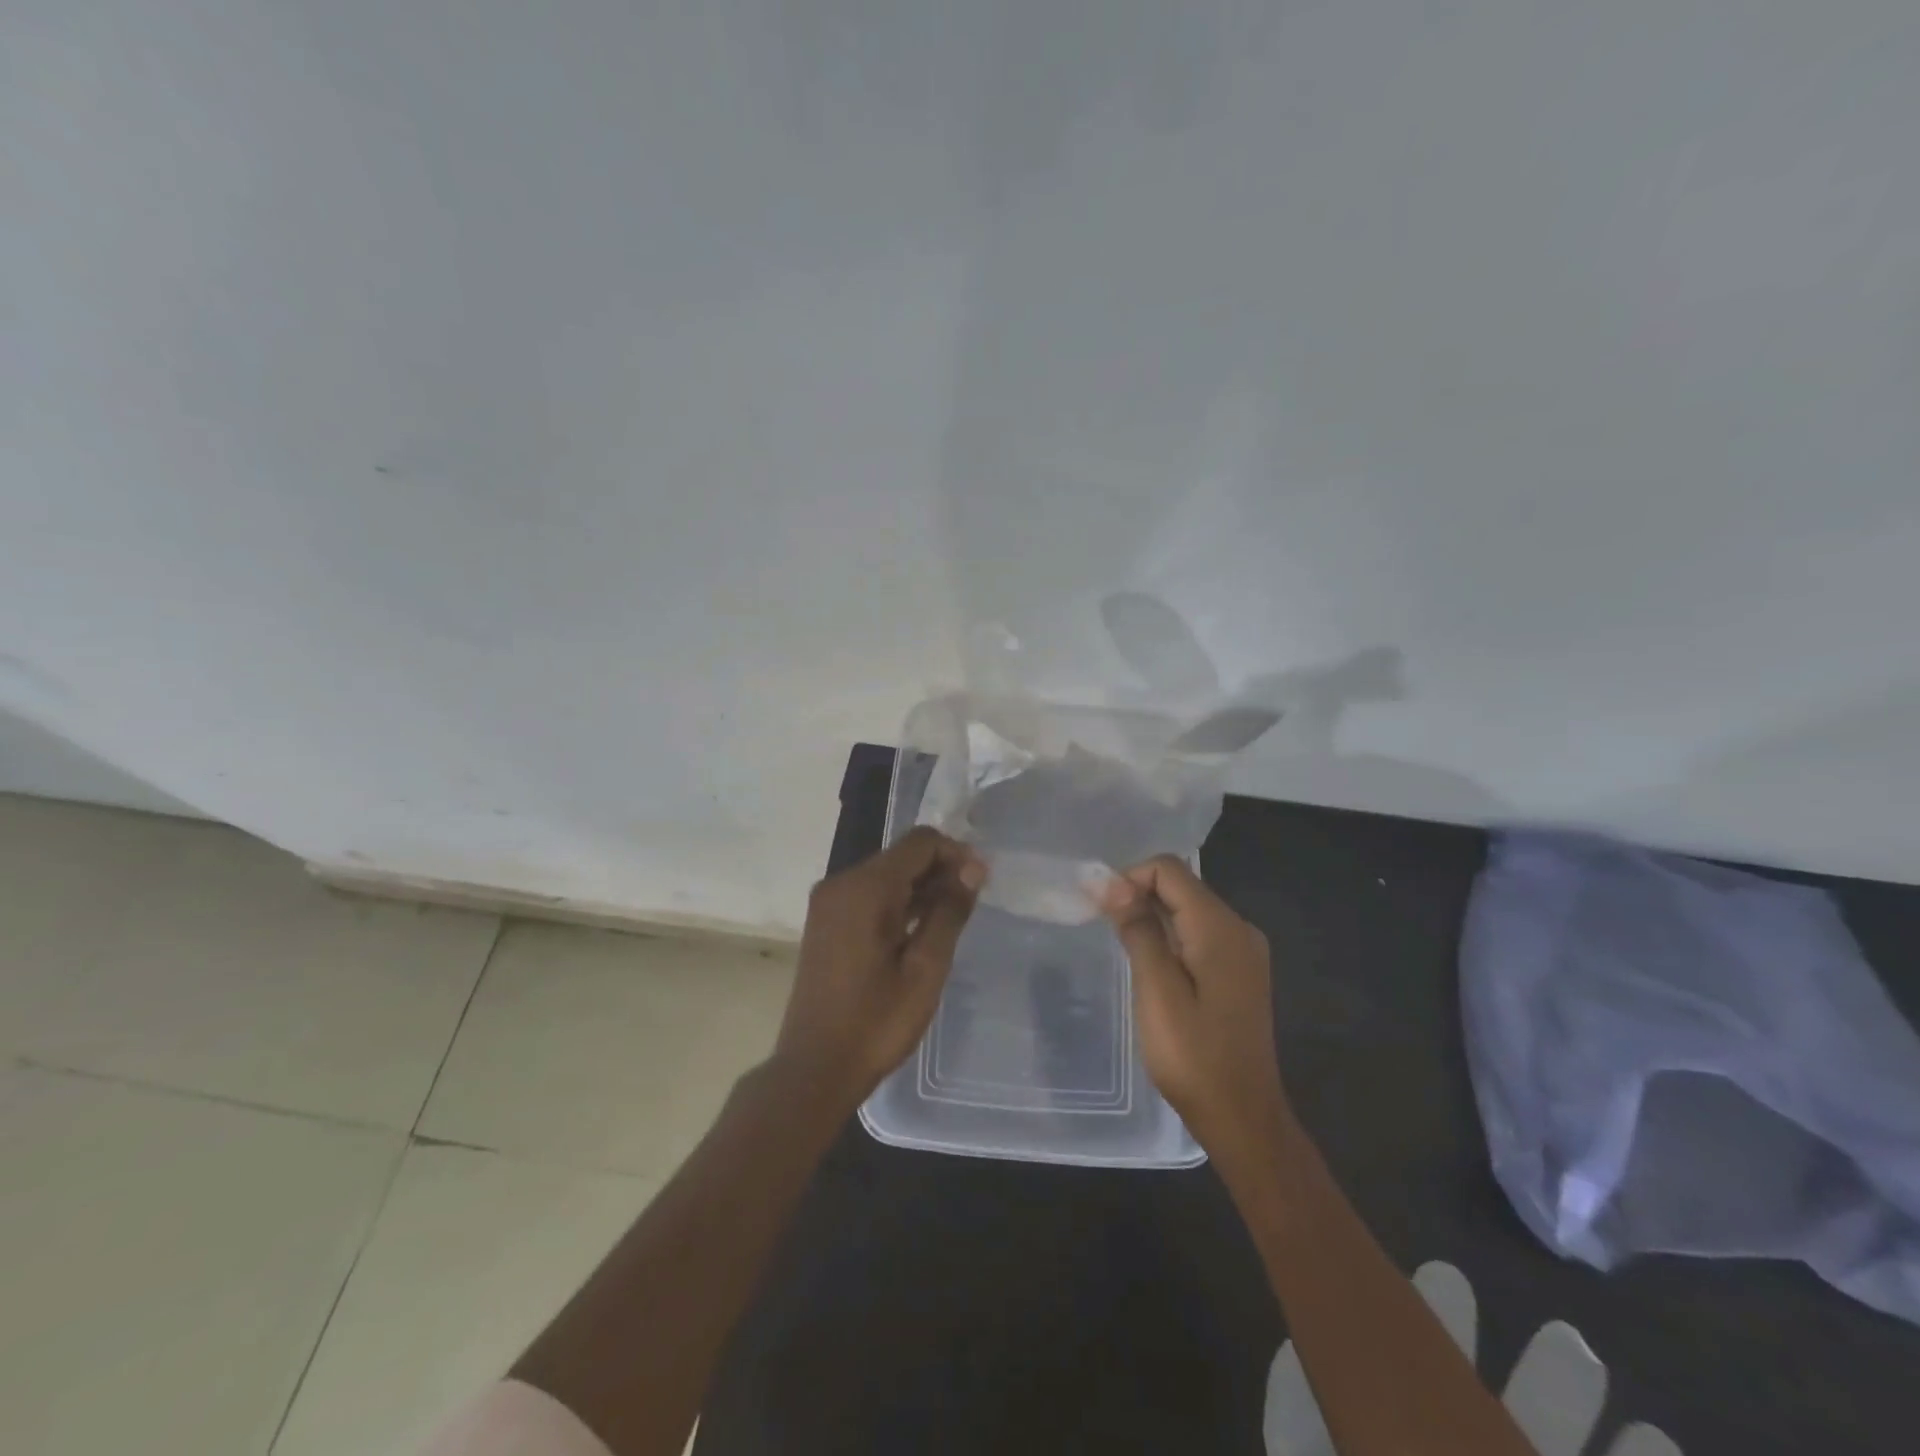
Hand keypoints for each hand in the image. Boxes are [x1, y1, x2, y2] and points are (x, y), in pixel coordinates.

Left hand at [773, 827, 986, 1112]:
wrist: (814, 1069)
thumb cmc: (875, 1022)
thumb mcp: (925, 968)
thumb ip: (949, 911)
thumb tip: (972, 868)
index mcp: (864, 888)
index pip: (919, 842)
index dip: (955, 853)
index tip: (981, 882)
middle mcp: (841, 883)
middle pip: (900, 855)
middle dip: (939, 869)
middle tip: (972, 902)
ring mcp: (828, 903)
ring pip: (885, 875)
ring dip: (920, 887)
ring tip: (952, 917)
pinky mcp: (825, 922)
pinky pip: (868, 895)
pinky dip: (897, 902)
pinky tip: (920, 929)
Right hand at [1101, 856, 1290, 1168]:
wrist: (1243, 1118)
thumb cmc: (1194, 1056)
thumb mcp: (1156, 990)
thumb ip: (1137, 929)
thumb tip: (1110, 881)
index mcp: (1220, 927)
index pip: (1169, 870)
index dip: (1129, 879)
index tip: (1101, 912)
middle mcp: (1239, 928)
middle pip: (1181, 886)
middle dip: (1138, 896)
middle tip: (1106, 932)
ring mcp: (1245, 951)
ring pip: (1189, 910)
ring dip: (1153, 918)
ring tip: (1124, 952)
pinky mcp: (1241, 972)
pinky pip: (1200, 935)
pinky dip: (1171, 938)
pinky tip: (1153, 969)